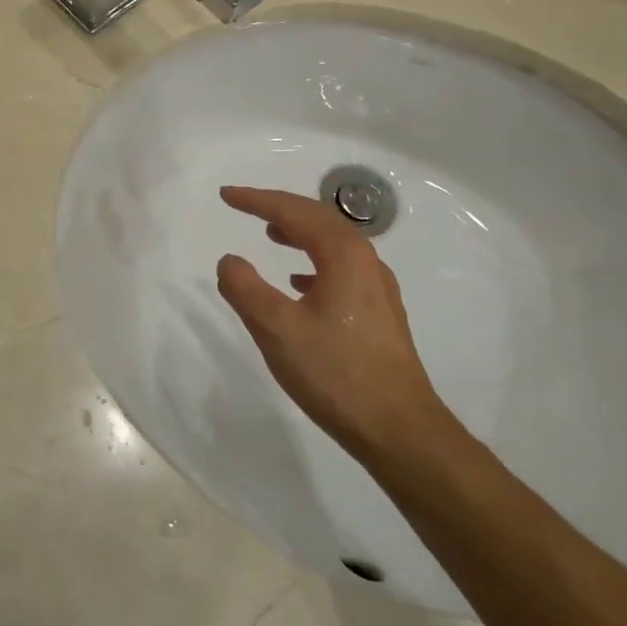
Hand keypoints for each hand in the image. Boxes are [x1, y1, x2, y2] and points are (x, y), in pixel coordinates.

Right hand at [215, 186, 449, 462]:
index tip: (226, 195)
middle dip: (279, 208)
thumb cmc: (336, 374)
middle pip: (318, 218)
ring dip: (298, 232)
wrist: (400, 430)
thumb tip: (229, 260)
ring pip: (332, 243)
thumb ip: (245, 289)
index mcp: (343, 255)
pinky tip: (299, 282)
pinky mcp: (379, 312)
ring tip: (270, 234)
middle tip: (244, 205)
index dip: (257, 200)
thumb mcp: (277, 330)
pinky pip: (340, 268)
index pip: (294, 211)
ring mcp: (377, 287)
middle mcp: (365, 261)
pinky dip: (313, 260)